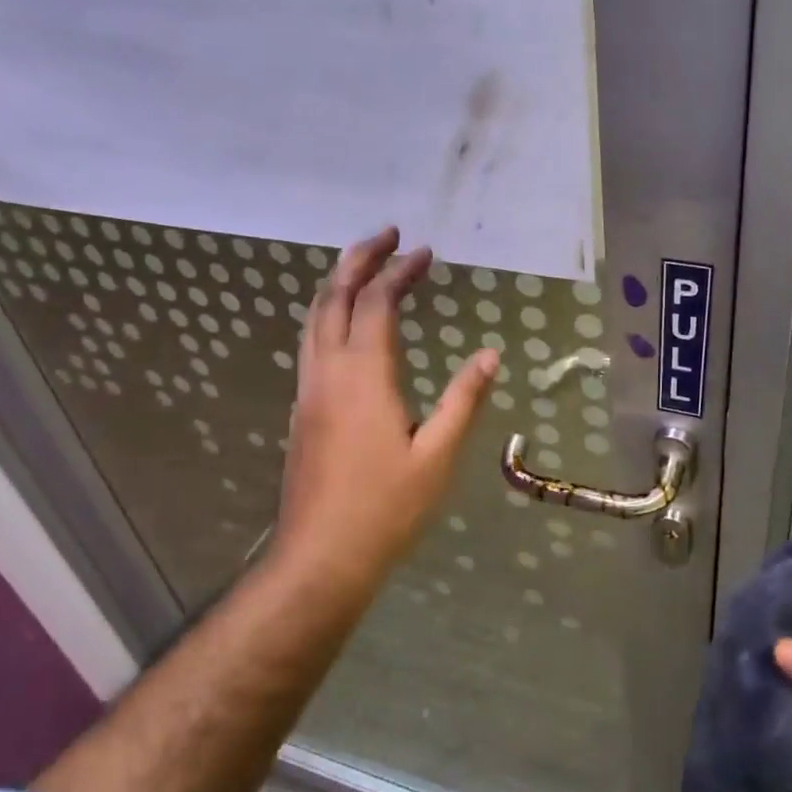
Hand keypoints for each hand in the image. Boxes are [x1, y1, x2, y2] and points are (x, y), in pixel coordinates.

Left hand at [273, 227, 498, 581]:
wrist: (320, 557)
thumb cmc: (386, 508)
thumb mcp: (437, 456)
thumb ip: (462, 400)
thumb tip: (488, 355)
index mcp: (364, 375)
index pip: (378, 304)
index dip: (401, 272)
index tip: (426, 252)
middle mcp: (328, 371)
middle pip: (334, 296)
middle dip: (359, 259)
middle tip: (387, 234)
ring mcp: (309, 390)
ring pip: (314, 318)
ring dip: (338, 282)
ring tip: (364, 264)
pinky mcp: (302, 409)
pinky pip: (311, 342)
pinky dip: (328, 313)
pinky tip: (345, 323)